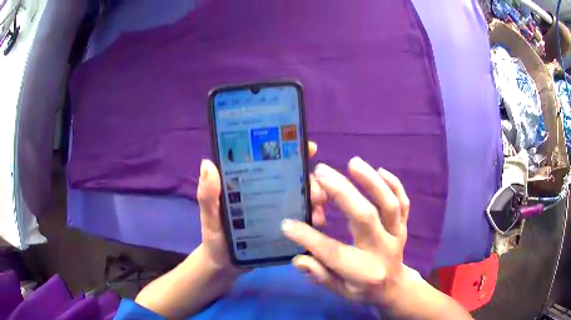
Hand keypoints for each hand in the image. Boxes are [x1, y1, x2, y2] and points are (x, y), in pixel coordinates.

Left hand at [197, 142, 322, 275]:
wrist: (225, 267)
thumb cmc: (215, 239)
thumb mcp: (209, 217)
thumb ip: (207, 196)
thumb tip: (207, 164)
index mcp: (247, 184)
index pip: (269, 161)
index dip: (290, 151)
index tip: (309, 149)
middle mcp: (265, 193)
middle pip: (293, 179)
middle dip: (310, 180)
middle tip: (316, 192)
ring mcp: (276, 211)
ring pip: (301, 198)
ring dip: (315, 198)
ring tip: (318, 209)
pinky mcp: (284, 228)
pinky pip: (302, 219)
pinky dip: (313, 217)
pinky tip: (317, 222)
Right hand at [282, 157, 412, 308]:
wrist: (395, 288)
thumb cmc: (363, 290)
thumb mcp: (339, 291)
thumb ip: (320, 276)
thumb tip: (299, 259)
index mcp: (364, 271)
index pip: (333, 252)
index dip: (308, 238)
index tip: (287, 223)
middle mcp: (382, 250)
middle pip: (364, 217)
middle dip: (342, 193)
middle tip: (321, 173)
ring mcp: (396, 235)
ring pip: (389, 205)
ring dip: (371, 182)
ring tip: (353, 163)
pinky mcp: (403, 226)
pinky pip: (403, 203)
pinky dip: (394, 185)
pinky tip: (379, 170)